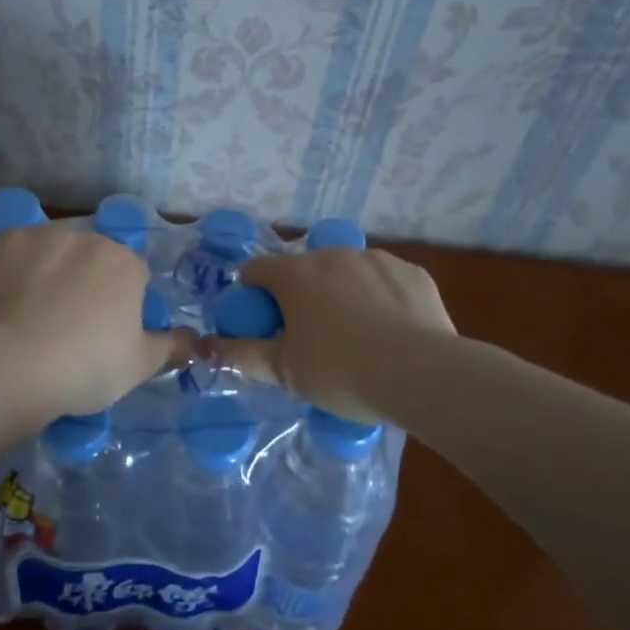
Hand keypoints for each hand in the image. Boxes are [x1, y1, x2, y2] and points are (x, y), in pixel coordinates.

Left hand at [0, 224, 193, 418]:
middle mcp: (89, 238)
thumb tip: (194, 340)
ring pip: (58, 251)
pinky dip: (19, 269)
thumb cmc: (86, 367)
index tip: (107, 334)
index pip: (135, 277)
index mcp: (126, 264)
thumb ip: (171, 347)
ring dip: (54, 272)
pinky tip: (10, 299)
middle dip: (89, 283)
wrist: (11, 364)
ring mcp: (45, 236)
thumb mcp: (140, 366)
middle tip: (71, 326)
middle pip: (95, 259)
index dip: (124, 305)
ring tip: (35, 314)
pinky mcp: (7, 241)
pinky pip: (21, 252)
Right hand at [210, 247, 455, 420]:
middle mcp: (332, 255)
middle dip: (302, 295)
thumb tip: (209, 346)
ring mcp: (375, 259)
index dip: (253, 293)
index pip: (257, 270)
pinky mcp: (412, 272)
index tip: (263, 321)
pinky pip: (385, 281)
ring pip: (347, 272)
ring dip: (342, 292)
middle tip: (311, 335)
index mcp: (295, 275)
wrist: (421, 374)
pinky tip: (392, 330)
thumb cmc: (340, 372)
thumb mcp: (284, 372)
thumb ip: (243, 355)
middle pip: (304, 270)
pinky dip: (381, 297)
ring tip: (358, 335)